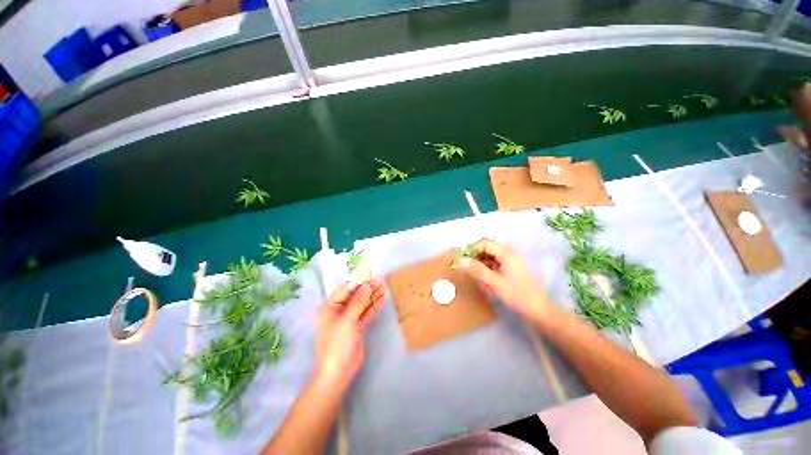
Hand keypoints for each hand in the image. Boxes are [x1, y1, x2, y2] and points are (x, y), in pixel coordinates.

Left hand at [314, 279, 386, 391]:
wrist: (339, 372)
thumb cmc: (337, 344)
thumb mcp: (347, 320)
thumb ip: (358, 301)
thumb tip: (367, 284)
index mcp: (330, 307)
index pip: (346, 289)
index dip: (359, 281)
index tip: (372, 274)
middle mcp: (338, 310)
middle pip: (355, 295)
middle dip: (368, 288)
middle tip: (382, 280)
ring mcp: (349, 318)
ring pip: (362, 303)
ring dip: (373, 295)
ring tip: (385, 286)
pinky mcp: (357, 325)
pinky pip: (366, 312)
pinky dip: (374, 306)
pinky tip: (383, 298)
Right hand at [459, 239, 550, 323]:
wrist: (539, 311)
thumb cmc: (517, 295)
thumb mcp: (494, 282)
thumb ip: (477, 270)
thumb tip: (460, 260)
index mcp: (507, 254)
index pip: (485, 243)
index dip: (473, 248)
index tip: (463, 259)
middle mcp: (510, 254)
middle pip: (489, 248)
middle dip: (476, 256)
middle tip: (467, 267)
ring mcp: (512, 262)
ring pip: (492, 256)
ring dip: (482, 262)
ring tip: (475, 274)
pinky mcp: (512, 270)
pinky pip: (496, 264)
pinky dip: (488, 268)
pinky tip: (485, 279)